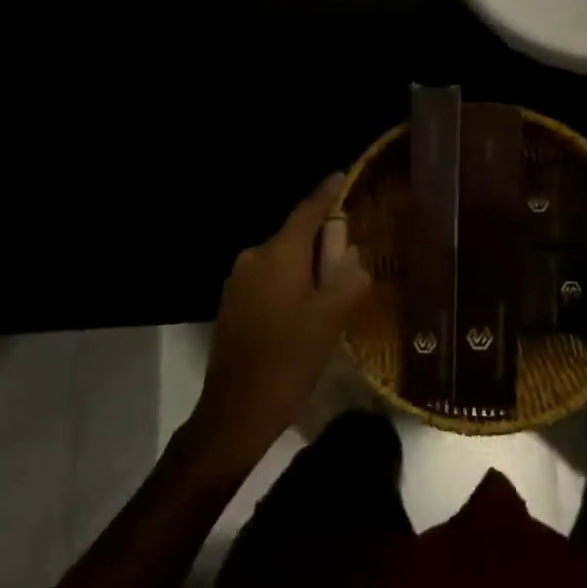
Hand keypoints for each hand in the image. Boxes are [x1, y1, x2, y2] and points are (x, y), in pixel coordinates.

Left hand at [190, 174, 371, 469]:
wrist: (234, 412)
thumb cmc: (288, 361)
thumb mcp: (331, 320)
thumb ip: (349, 279)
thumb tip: (354, 256)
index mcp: (278, 254)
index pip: (307, 211)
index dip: (327, 193)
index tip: (341, 175)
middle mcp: (253, 258)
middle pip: (295, 235)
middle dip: (322, 240)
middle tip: (352, 253)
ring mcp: (238, 281)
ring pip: (282, 260)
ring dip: (306, 266)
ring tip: (333, 286)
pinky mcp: (232, 304)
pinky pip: (269, 279)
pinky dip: (290, 283)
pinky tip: (305, 307)